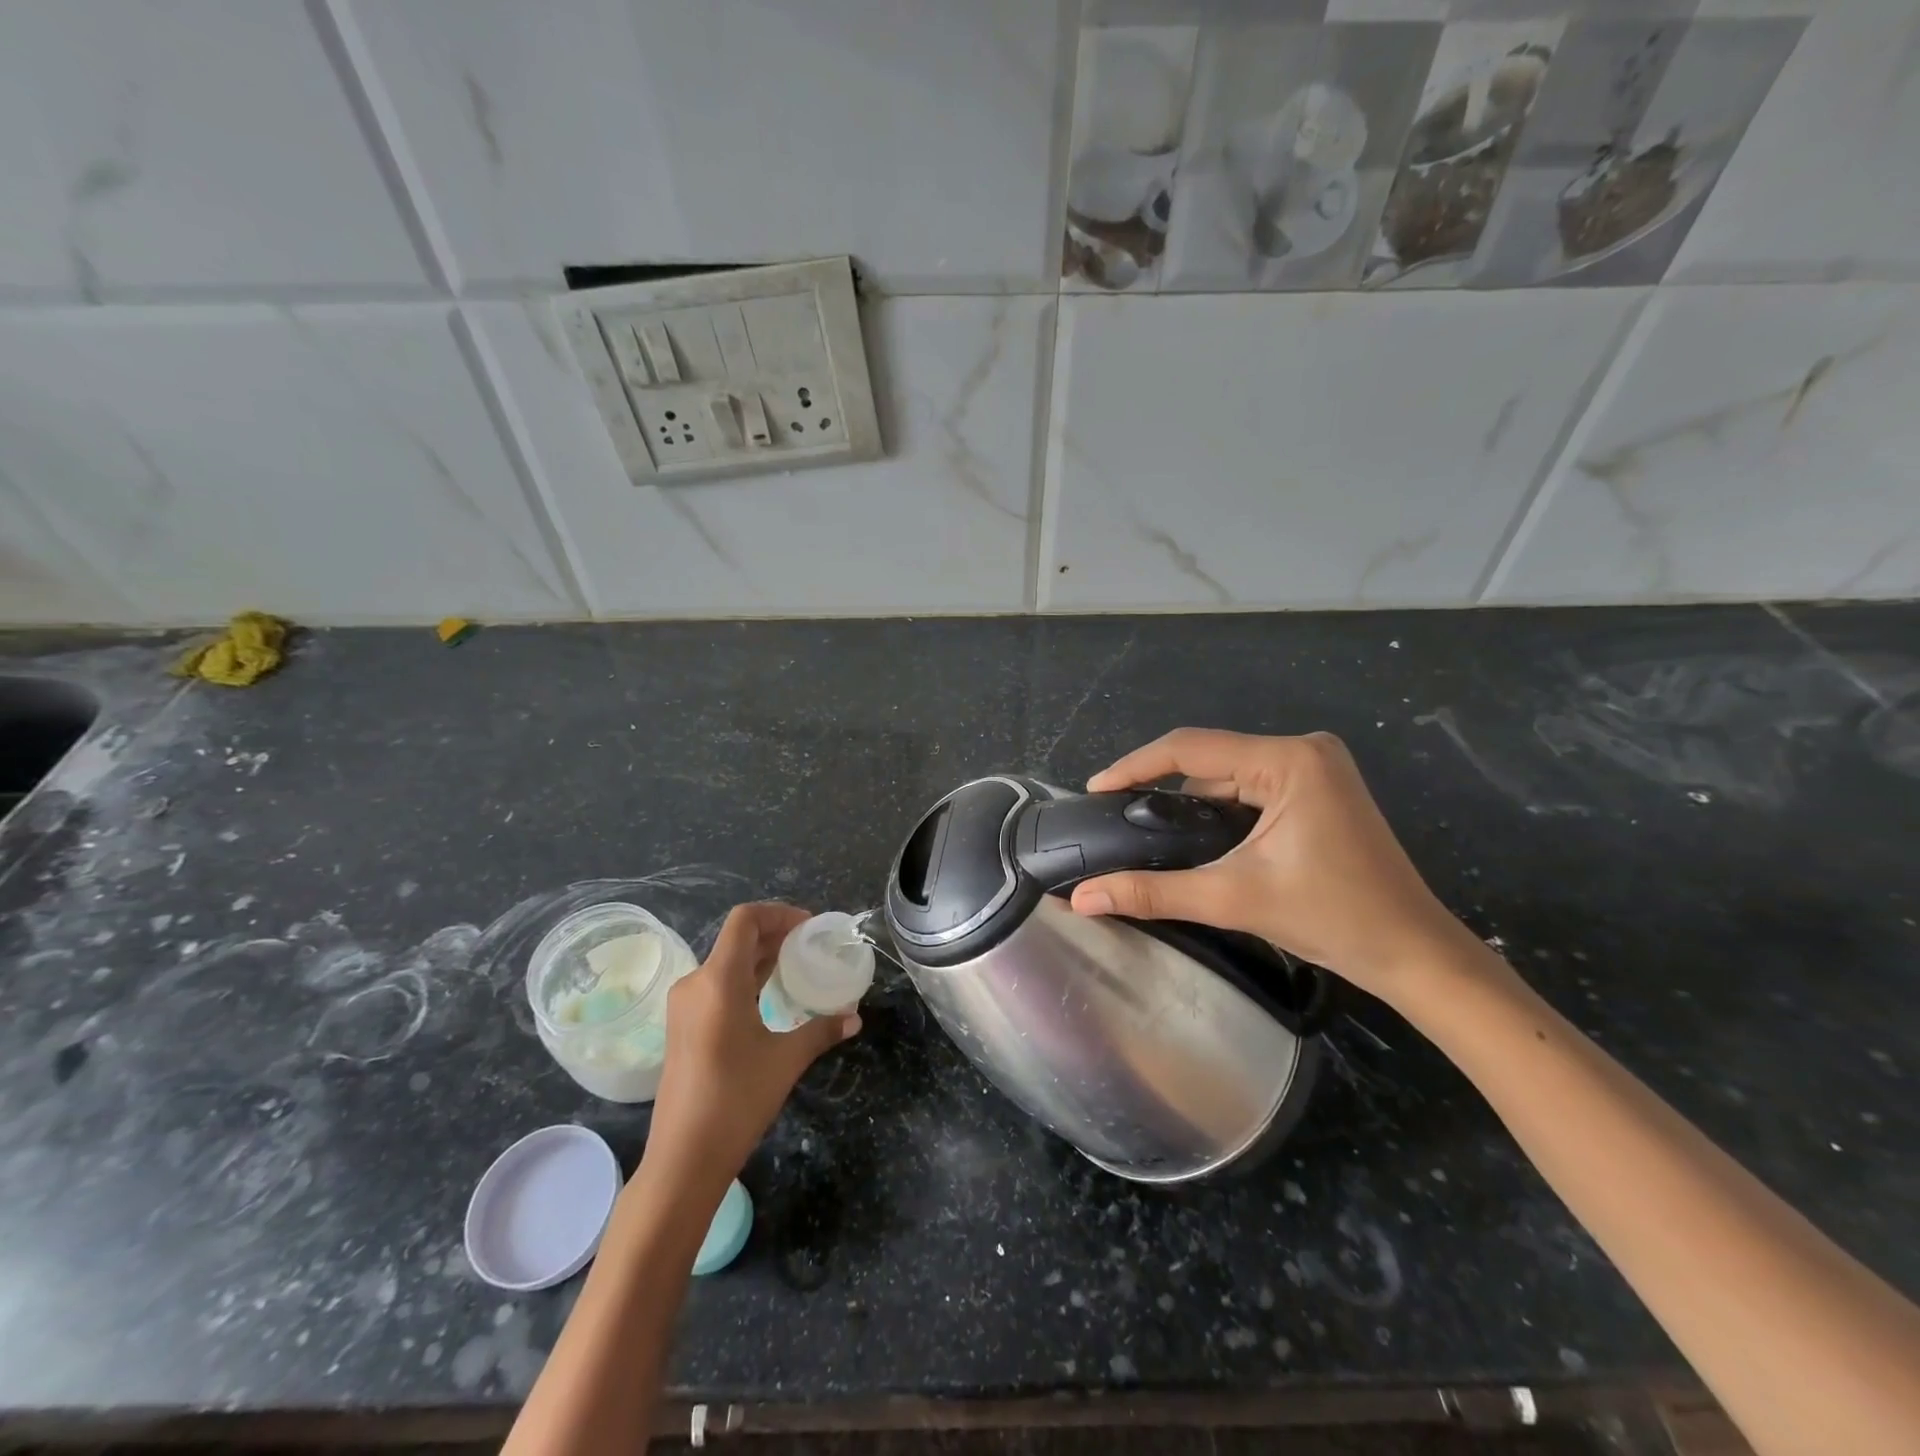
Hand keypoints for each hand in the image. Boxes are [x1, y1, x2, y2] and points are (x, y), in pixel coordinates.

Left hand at [641, 902, 860, 1192]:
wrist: (683, 1158)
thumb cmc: (736, 1100)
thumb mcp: (786, 1060)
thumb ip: (822, 1030)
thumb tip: (854, 1018)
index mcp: (718, 980)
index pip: (745, 919)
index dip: (779, 913)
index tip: (809, 928)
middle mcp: (696, 983)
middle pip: (737, 938)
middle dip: (775, 934)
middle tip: (811, 946)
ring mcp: (685, 1006)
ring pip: (726, 962)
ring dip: (761, 957)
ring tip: (796, 967)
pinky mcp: (683, 1026)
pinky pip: (717, 985)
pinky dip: (746, 979)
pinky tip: (770, 996)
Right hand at [1069, 728, 1481, 1004]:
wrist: (1414, 953)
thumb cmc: (1332, 918)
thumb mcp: (1233, 898)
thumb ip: (1153, 892)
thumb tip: (1083, 898)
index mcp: (1288, 760)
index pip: (1191, 748)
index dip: (1135, 765)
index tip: (1094, 789)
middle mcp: (1303, 750)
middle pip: (1210, 760)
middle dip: (1161, 787)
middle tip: (1115, 815)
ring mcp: (1316, 768)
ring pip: (1230, 775)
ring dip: (1191, 801)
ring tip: (1144, 828)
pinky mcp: (1320, 789)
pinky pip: (1252, 788)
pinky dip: (1220, 810)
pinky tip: (1195, 835)